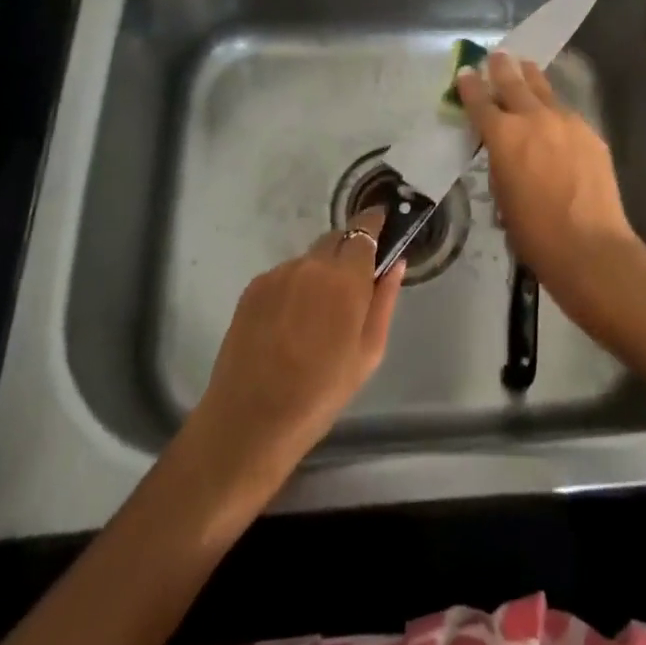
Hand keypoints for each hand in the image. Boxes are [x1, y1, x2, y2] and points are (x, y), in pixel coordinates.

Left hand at [190, 208, 403, 478]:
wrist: (250, 421)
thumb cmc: (321, 393)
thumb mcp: (369, 353)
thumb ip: (384, 300)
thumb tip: (395, 263)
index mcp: (345, 278)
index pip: (364, 229)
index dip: (374, 223)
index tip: (383, 223)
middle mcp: (311, 264)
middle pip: (336, 239)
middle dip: (348, 252)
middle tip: (351, 287)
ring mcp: (278, 274)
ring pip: (310, 259)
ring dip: (320, 273)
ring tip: (316, 317)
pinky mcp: (253, 287)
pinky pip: (285, 275)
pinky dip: (295, 287)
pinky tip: (289, 324)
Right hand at [456, 53, 645, 329]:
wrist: (590, 247)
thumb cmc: (534, 233)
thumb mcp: (502, 196)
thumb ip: (500, 163)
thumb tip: (505, 151)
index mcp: (503, 135)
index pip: (480, 101)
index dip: (469, 86)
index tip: (465, 73)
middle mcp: (533, 118)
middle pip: (513, 82)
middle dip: (502, 67)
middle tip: (497, 54)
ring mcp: (566, 121)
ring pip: (544, 90)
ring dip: (531, 78)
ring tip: (526, 67)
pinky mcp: (590, 133)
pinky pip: (567, 114)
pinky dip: (555, 111)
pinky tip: (555, 118)